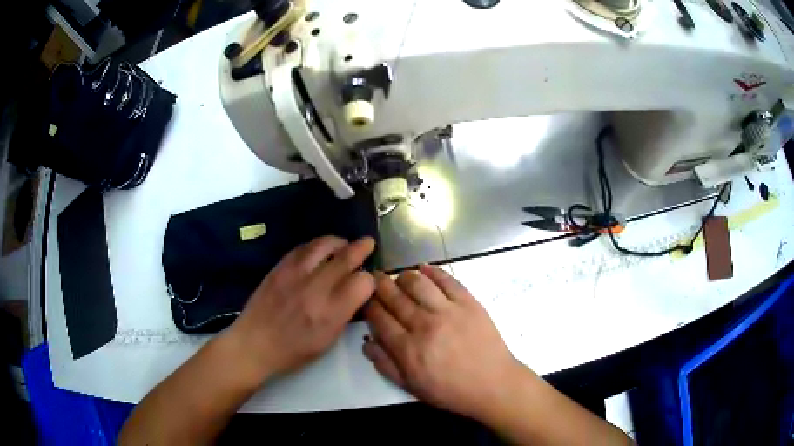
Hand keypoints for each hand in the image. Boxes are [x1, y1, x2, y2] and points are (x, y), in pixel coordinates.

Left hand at [226, 236, 375, 384]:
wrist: (254, 344)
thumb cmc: (293, 351)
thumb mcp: (327, 341)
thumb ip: (344, 314)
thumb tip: (356, 293)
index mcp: (330, 313)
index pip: (362, 282)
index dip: (370, 280)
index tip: (367, 282)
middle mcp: (315, 289)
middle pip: (346, 257)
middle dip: (361, 248)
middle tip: (368, 243)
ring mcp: (294, 274)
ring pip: (323, 245)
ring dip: (339, 242)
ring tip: (344, 244)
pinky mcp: (279, 268)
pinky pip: (302, 248)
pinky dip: (316, 246)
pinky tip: (320, 251)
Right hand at [363, 265, 525, 419]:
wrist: (493, 384)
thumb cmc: (450, 390)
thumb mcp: (412, 387)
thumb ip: (386, 365)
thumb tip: (367, 342)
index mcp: (408, 349)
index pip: (379, 318)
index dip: (368, 304)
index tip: (363, 298)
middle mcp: (424, 325)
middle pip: (394, 297)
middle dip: (379, 285)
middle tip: (373, 278)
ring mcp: (448, 311)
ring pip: (417, 283)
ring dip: (403, 276)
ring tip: (399, 277)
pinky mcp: (468, 303)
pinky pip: (447, 280)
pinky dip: (432, 271)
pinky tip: (423, 268)